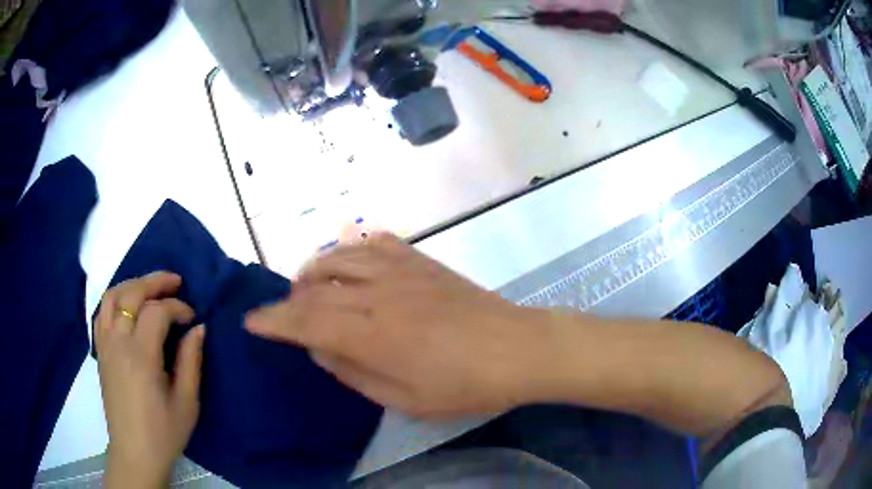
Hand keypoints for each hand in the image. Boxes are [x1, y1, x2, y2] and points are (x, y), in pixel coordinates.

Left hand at [95, 272, 204, 487]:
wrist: (135, 451)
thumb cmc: (164, 431)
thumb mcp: (187, 403)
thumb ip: (191, 361)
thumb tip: (199, 329)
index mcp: (141, 357)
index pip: (157, 312)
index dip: (177, 307)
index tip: (193, 317)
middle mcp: (118, 342)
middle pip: (131, 294)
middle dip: (155, 282)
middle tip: (176, 282)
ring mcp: (105, 344)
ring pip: (112, 296)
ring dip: (132, 284)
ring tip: (150, 287)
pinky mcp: (100, 351)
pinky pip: (102, 312)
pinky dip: (115, 299)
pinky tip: (127, 305)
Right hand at [246, 234, 556, 418]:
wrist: (516, 349)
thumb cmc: (464, 386)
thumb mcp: (404, 399)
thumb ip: (354, 373)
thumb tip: (321, 349)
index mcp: (371, 334)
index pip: (305, 321)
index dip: (273, 321)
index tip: (251, 321)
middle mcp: (378, 293)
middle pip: (316, 288)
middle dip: (289, 300)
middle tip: (282, 314)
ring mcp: (401, 270)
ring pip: (339, 256)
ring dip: (314, 270)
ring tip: (307, 286)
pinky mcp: (421, 261)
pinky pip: (375, 242)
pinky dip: (352, 249)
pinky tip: (350, 261)